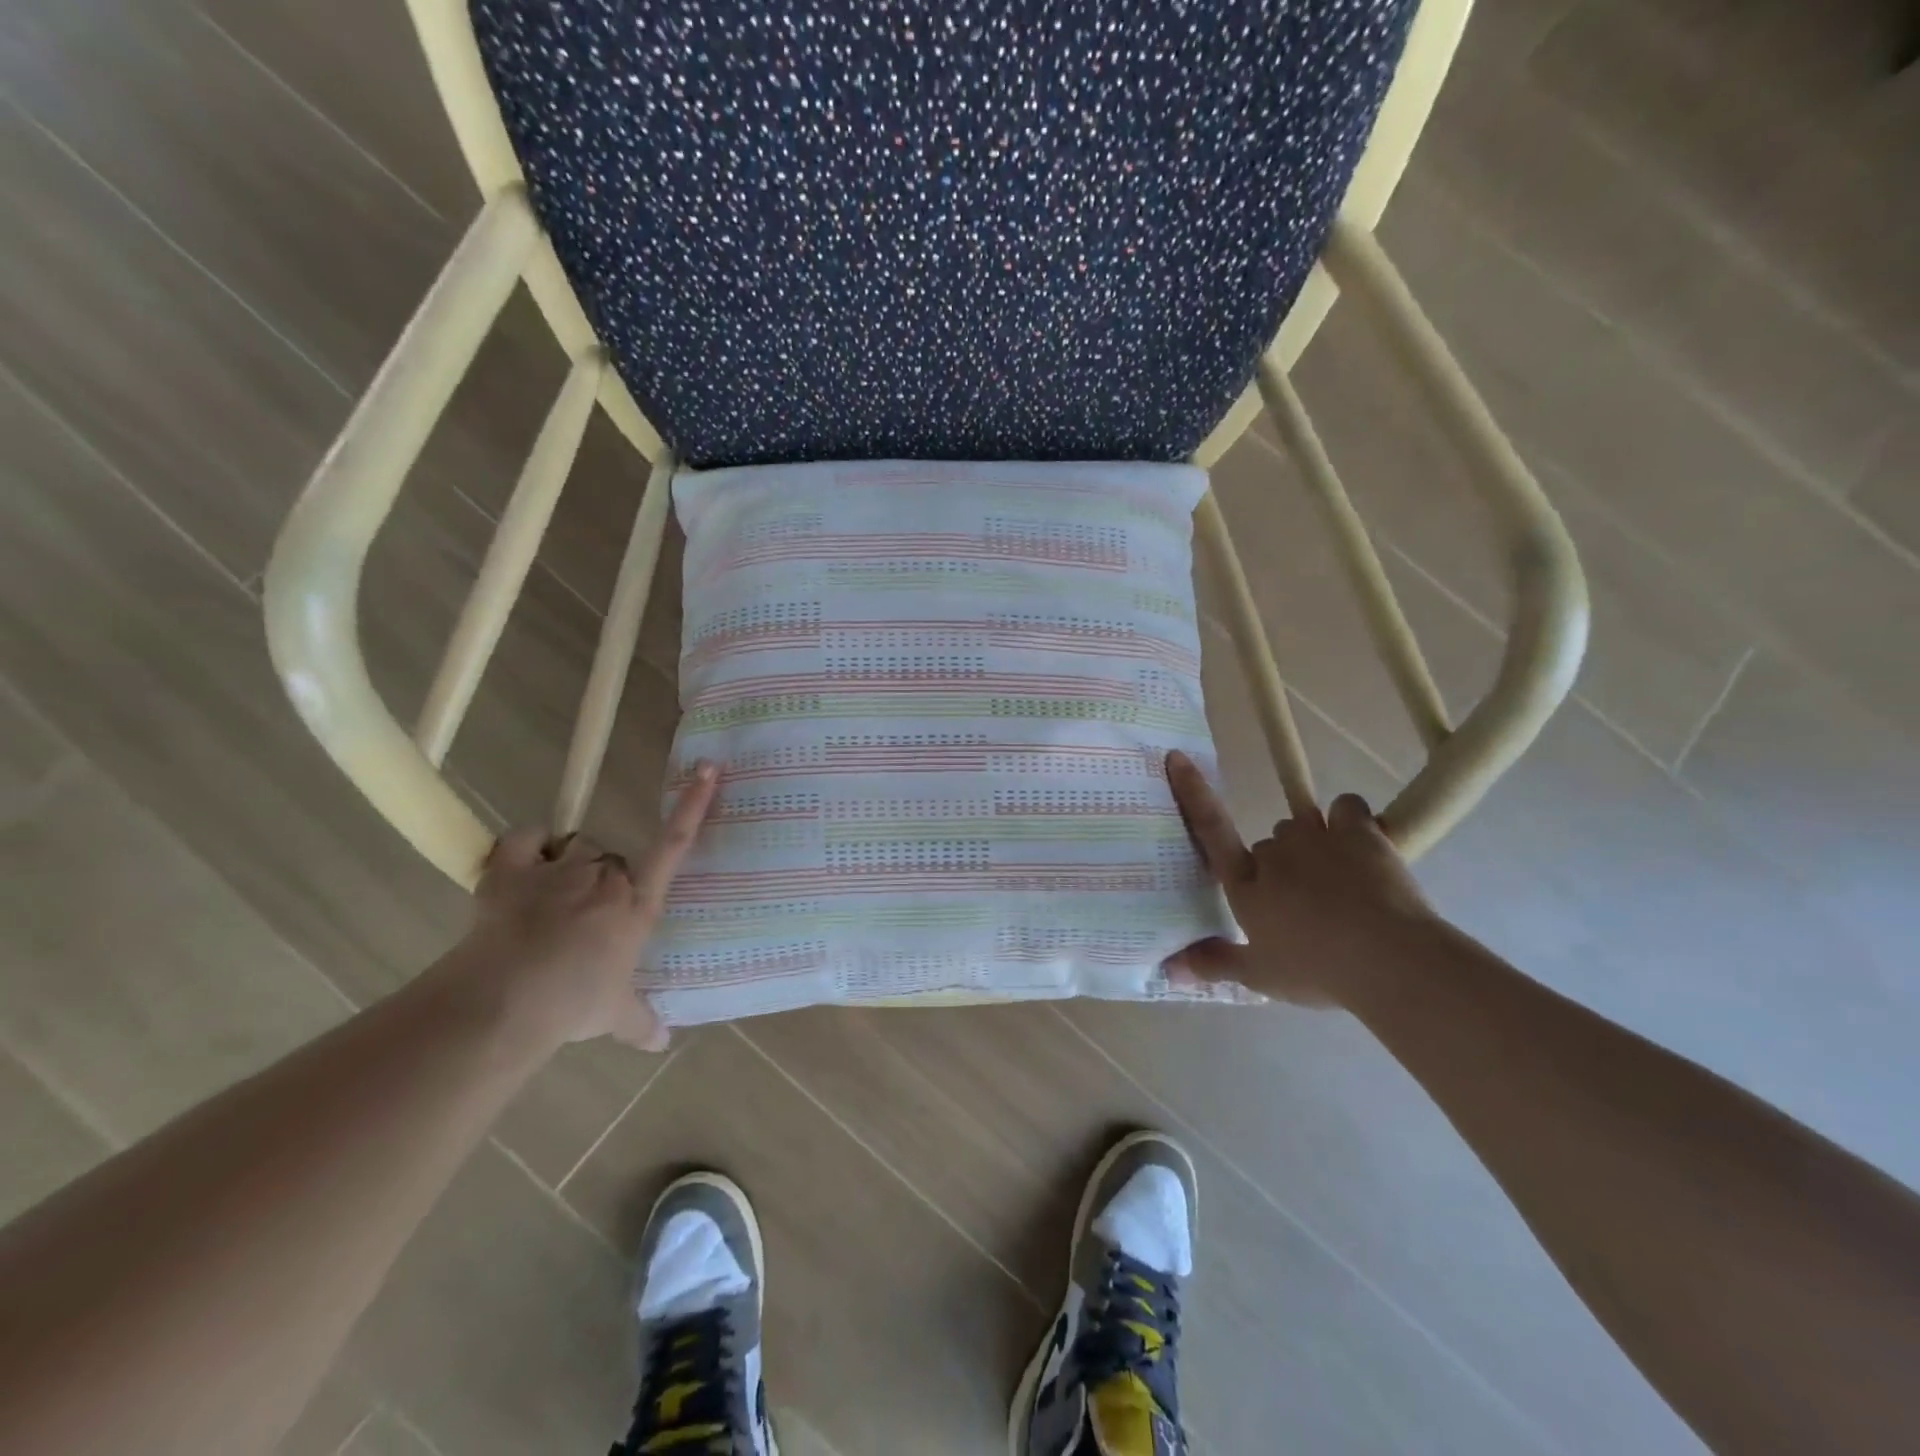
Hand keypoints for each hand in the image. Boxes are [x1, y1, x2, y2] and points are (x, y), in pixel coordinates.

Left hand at [442, 762, 719, 1051]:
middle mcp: (606, 878)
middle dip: (604, 883)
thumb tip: (663, 1042)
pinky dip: (526, 845)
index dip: (693, 805)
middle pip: (615, 860)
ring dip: (568, 867)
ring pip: (575, 847)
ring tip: (548, 903)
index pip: (674, 845)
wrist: (505, 1000)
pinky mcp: (512, 869)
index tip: (707, 768)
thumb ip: (641, 1022)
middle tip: (584, 921)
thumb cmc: (573, 1004)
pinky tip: (522, 862)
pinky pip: (526, 837)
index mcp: (638, 904)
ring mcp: (559, 869)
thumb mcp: (614, 1016)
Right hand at [1164, 751, 1434, 1005]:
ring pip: (1305, 824)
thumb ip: (1213, 964)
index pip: (1210, 830)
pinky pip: (1346, 807)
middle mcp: (1273, 853)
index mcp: (1245, 886)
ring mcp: (1314, 837)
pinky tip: (1364, 845)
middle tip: (1308, 899)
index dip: (1192, 791)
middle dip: (1284, 863)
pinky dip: (1352, 820)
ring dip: (1317, 844)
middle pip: (1270, 842)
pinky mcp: (1356, 830)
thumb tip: (1166, 969)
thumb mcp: (1260, 976)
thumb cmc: (1317, 970)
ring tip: (1344, 880)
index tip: (1177, 756)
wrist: (1389, 959)